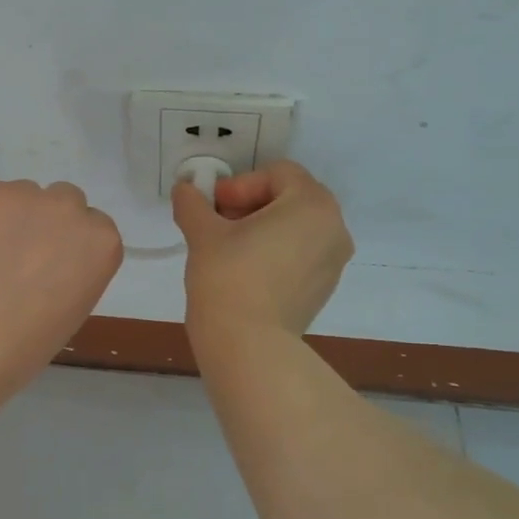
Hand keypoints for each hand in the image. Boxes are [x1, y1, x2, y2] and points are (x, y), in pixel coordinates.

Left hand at [0, 173, 123, 401]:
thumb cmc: (22, 346)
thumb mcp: (71, 307)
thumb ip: (71, 269)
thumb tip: (45, 255)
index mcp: (101, 241)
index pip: (89, 225)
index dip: (63, 244)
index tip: (45, 265)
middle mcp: (69, 207)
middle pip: (59, 200)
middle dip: (40, 222)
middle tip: (12, 258)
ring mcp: (22, 192)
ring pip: (16, 196)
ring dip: (3, 217)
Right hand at [173, 161, 353, 342]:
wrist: (248, 345)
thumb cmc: (228, 277)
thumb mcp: (203, 233)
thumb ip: (193, 203)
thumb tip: (184, 188)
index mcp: (312, 204)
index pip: (276, 174)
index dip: (239, 184)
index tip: (213, 207)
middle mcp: (334, 228)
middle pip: (290, 197)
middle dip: (251, 204)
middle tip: (217, 223)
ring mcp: (334, 261)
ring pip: (296, 227)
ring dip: (262, 228)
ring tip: (228, 247)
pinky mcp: (324, 288)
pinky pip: (301, 254)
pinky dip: (275, 252)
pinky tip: (246, 271)